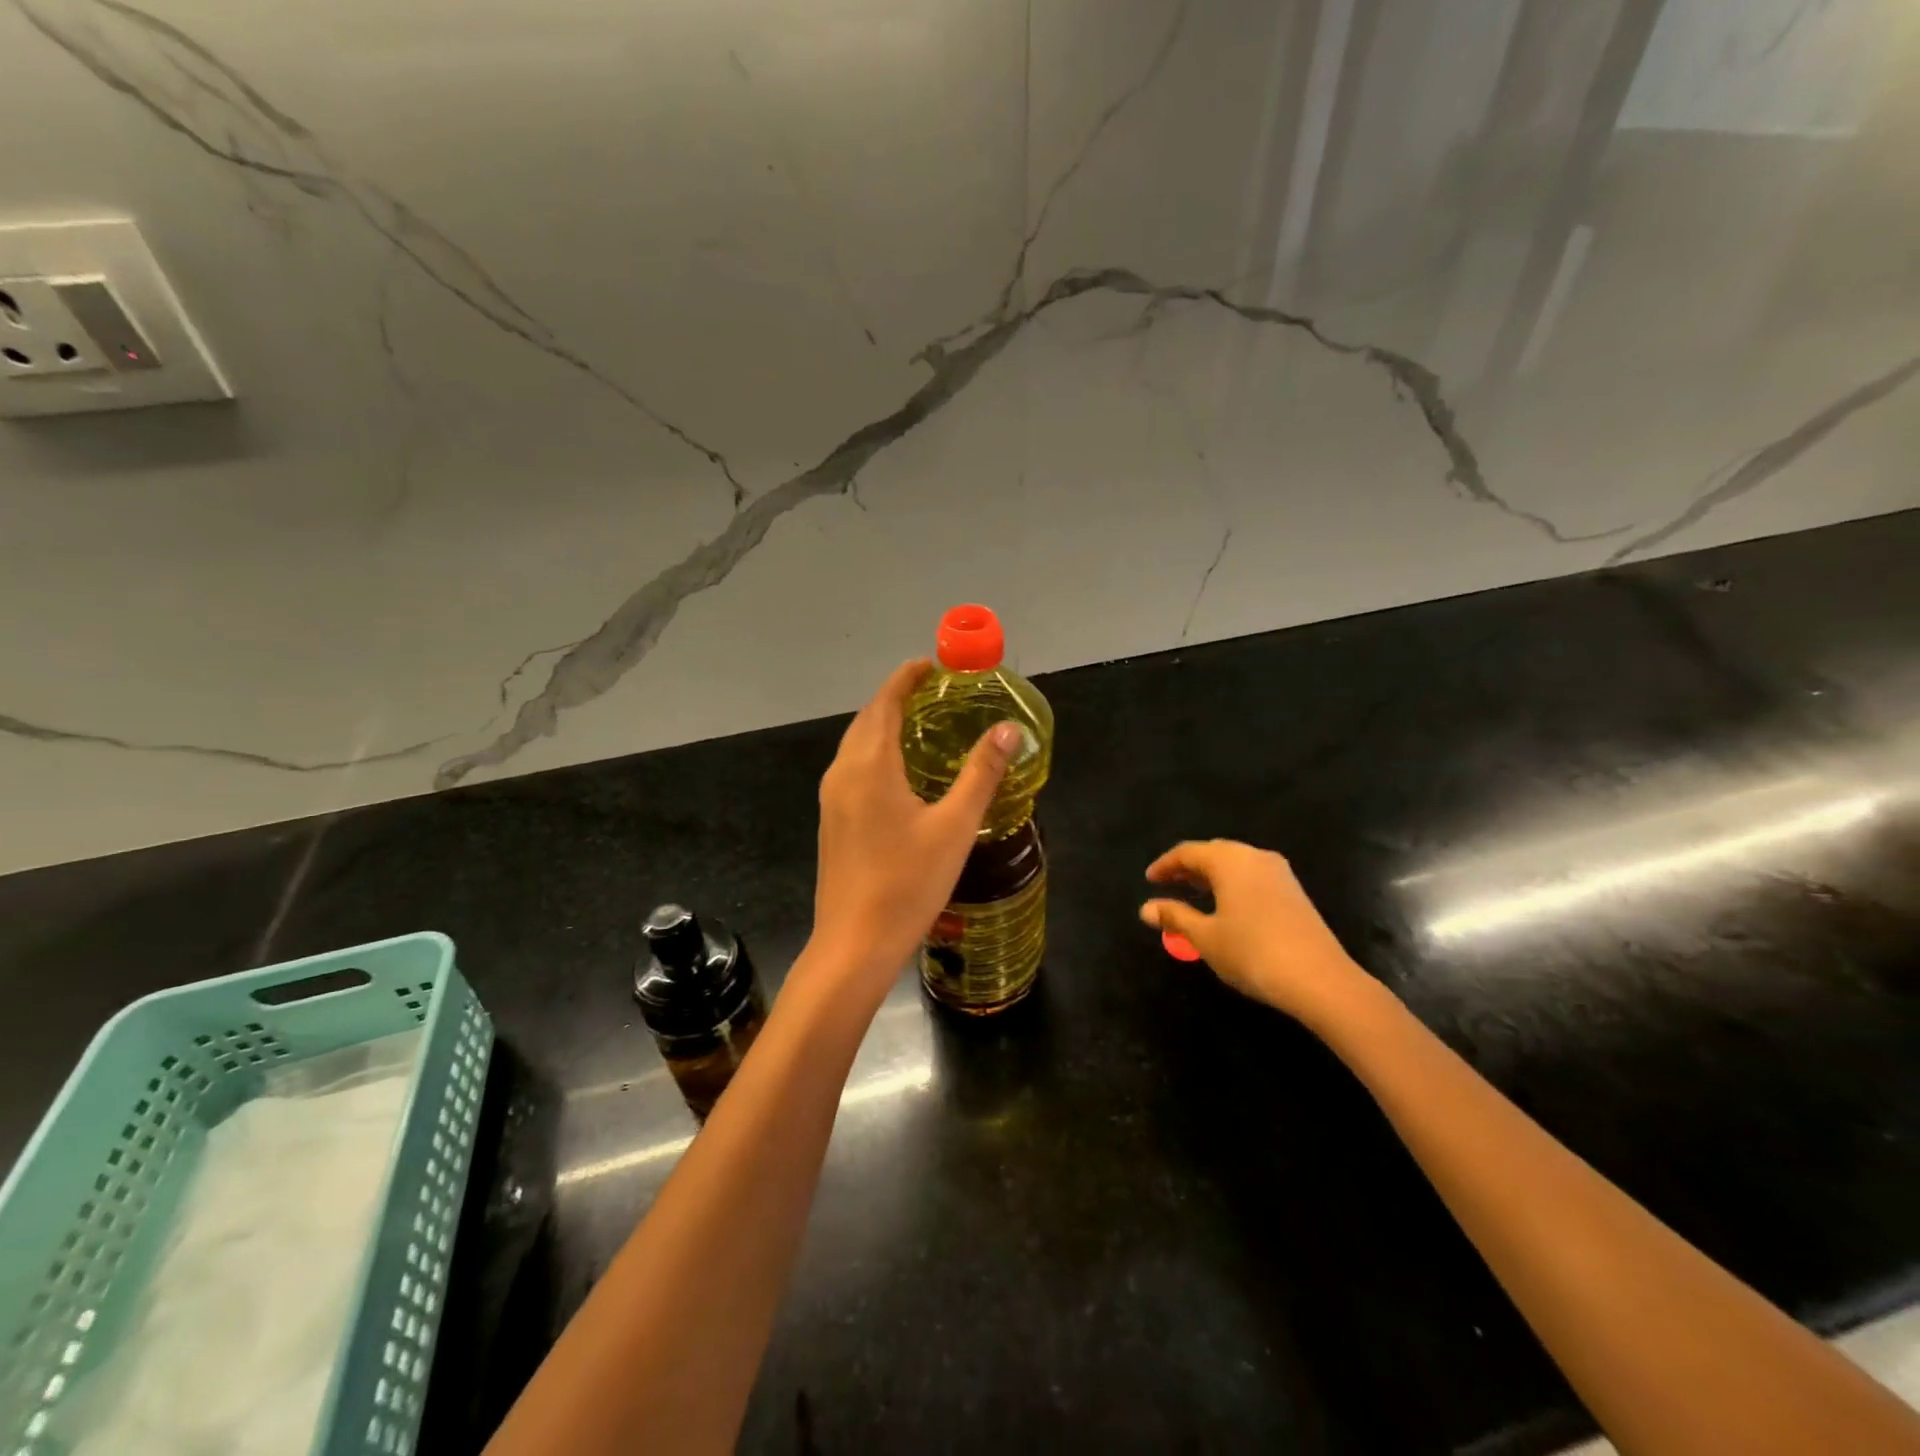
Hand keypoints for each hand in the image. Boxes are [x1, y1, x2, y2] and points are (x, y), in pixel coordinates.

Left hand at [807, 660, 1020, 999]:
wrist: (853, 945)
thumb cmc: (907, 883)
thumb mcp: (955, 827)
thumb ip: (981, 774)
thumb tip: (1009, 730)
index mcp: (869, 766)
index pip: (884, 703)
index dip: (906, 678)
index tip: (933, 665)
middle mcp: (843, 774)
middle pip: (867, 720)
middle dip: (896, 699)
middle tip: (935, 694)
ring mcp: (832, 800)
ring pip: (857, 746)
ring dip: (884, 726)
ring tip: (922, 726)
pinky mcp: (833, 822)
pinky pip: (853, 769)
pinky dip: (876, 754)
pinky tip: (901, 773)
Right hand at [1140, 839, 1383, 1031]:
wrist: (1320, 980)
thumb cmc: (1252, 952)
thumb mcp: (1205, 937)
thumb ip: (1174, 917)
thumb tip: (1145, 908)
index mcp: (1229, 860)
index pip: (1188, 852)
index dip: (1165, 865)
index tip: (1149, 880)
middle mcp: (1254, 856)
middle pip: (1214, 852)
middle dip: (1188, 867)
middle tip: (1168, 884)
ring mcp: (1279, 873)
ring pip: (1236, 864)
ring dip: (1211, 876)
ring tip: (1193, 895)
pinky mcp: (1294, 892)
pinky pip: (1252, 876)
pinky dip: (1232, 884)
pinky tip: (1226, 907)